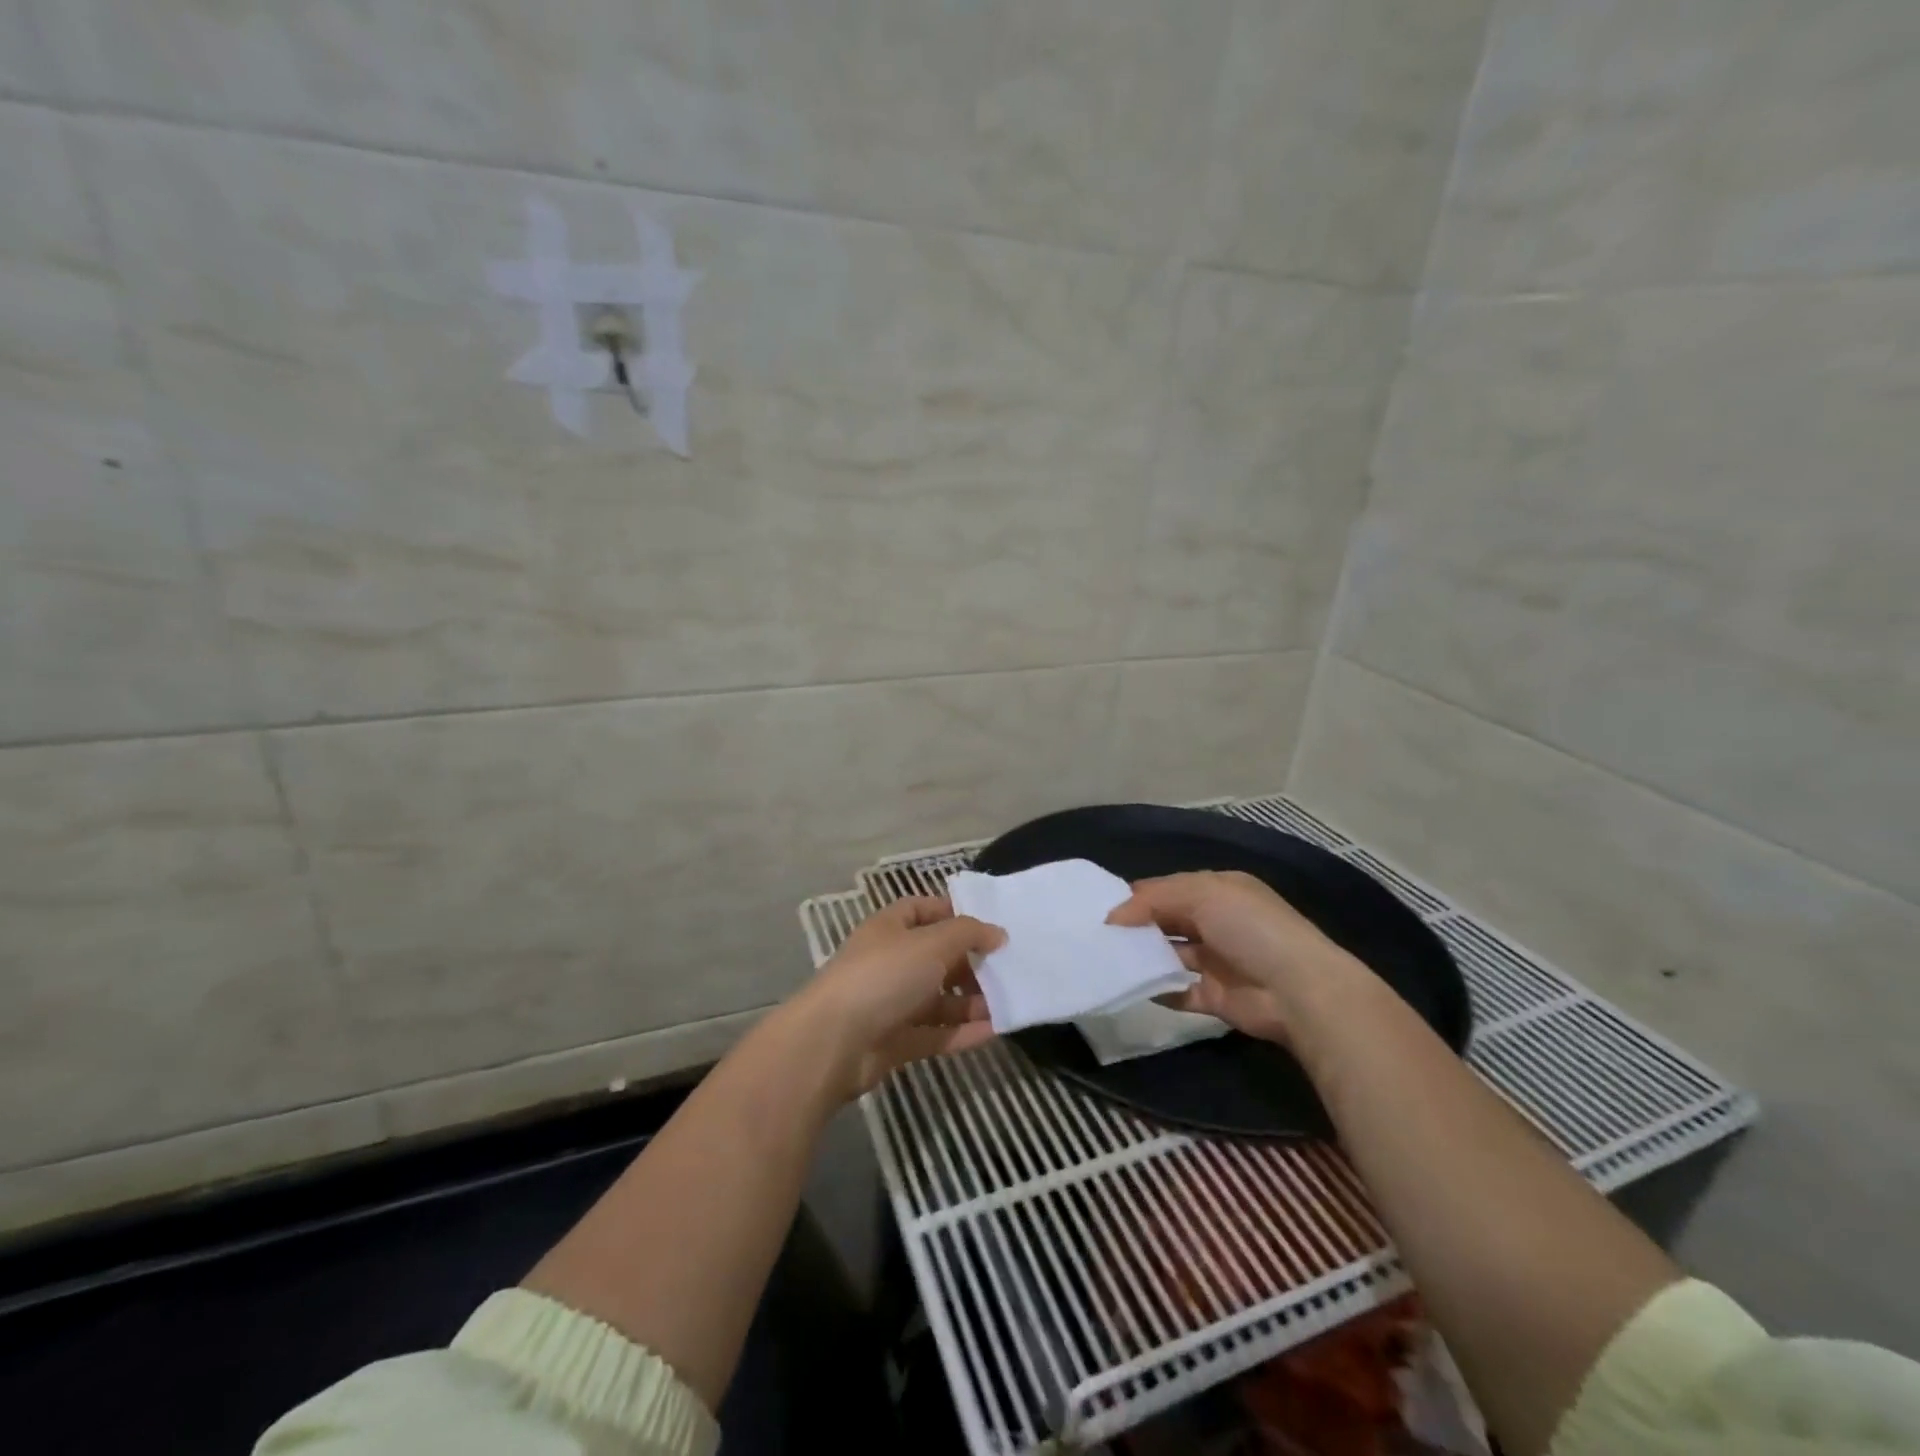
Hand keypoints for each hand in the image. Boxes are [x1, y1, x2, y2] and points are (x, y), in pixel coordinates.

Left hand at [796, 895, 1004, 1098]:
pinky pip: (935, 1033)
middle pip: (935, 957)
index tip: (987, 926)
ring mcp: (890, 1004)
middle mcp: (889, 962)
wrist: (834, 1042)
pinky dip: (962, 1032)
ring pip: (937, 998)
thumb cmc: (884, 976)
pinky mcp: (895, 1042)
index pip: (921, 910)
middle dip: (969, 963)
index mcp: (889, 929)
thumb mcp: (932, 943)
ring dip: (970, 1001)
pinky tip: (994, 1031)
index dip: (952, 914)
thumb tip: (998, 933)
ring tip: (1006, 1003)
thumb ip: (969, 933)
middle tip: (1005, 969)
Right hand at [1106, 871, 1359, 1046]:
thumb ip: (1154, 899)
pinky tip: (1134, 987)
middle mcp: (1217, 922)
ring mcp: (1216, 961)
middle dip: (1137, 926)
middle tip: (1098, 935)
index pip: (1169, 889)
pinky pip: (1179, 991)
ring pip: (1170, 954)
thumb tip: (1114, 916)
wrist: (1298, 990)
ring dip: (1144, 957)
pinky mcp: (1215, 996)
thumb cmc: (1250, 928)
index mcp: (1218, 891)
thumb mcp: (1202, 894)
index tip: (1102, 909)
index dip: (1137, 897)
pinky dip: (1158, 990)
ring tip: (1107, 959)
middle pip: (1167, 920)